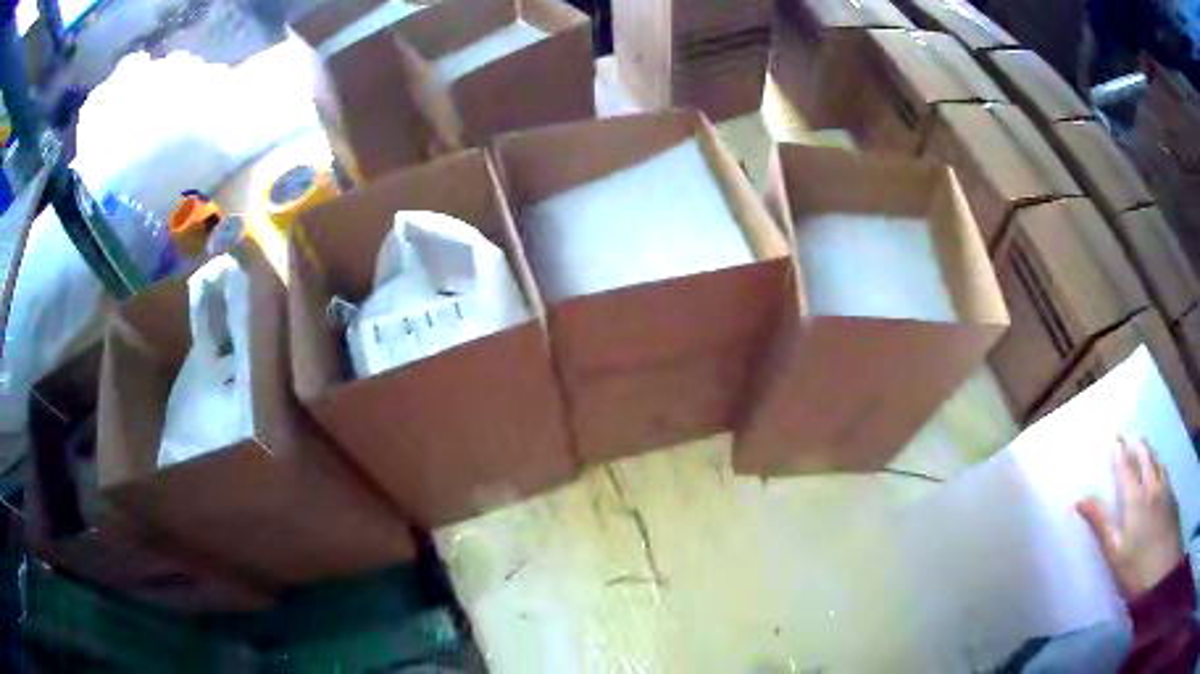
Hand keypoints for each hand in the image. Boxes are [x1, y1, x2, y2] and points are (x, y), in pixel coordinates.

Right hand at [1077, 437, 1183, 601]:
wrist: (1162, 569)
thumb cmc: (1136, 568)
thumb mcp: (1115, 553)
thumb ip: (1101, 524)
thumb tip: (1079, 499)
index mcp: (1135, 500)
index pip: (1127, 469)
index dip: (1120, 453)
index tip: (1115, 437)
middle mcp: (1152, 487)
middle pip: (1146, 459)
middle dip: (1139, 447)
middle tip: (1133, 437)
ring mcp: (1165, 492)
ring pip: (1158, 464)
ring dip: (1151, 455)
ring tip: (1147, 451)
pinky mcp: (1172, 499)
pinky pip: (1166, 474)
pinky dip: (1161, 467)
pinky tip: (1161, 473)